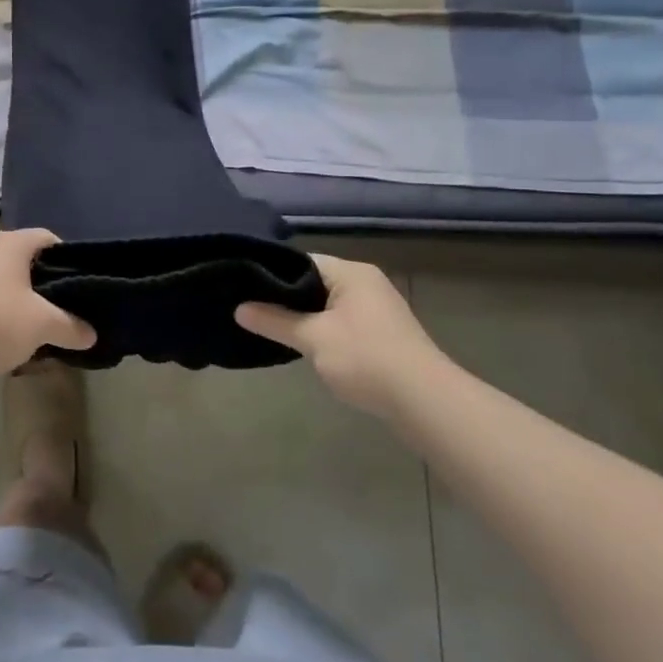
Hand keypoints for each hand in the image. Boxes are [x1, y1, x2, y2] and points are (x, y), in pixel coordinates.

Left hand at [0, 229, 95, 378]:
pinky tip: (8, 339)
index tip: (84, 286)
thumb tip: (92, 334)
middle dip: (49, 286)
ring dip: (24, 303)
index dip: (71, 260)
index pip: (51, 239)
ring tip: (40, 329)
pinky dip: (2, 314)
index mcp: (13, 243)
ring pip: (8, 283)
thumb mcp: (42, 325)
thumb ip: (71, 327)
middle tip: (67, 310)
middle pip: (29, 262)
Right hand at [235, 255, 449, 415]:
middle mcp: (366, 283)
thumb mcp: (312, 338)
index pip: (302, 261)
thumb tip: (238, 308)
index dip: (272, 273)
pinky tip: (305, 347)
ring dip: (304, 317)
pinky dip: (322, 331)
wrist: (424, 401)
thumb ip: (274, 321)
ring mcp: (377, 309)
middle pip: (314, 282)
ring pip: (328, 305)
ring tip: (270, 328)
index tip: (244, 288)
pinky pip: (342, 322)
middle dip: (285, 298)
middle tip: (251, 310)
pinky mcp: (382, 334)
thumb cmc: (365, 358)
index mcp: (351, 272)